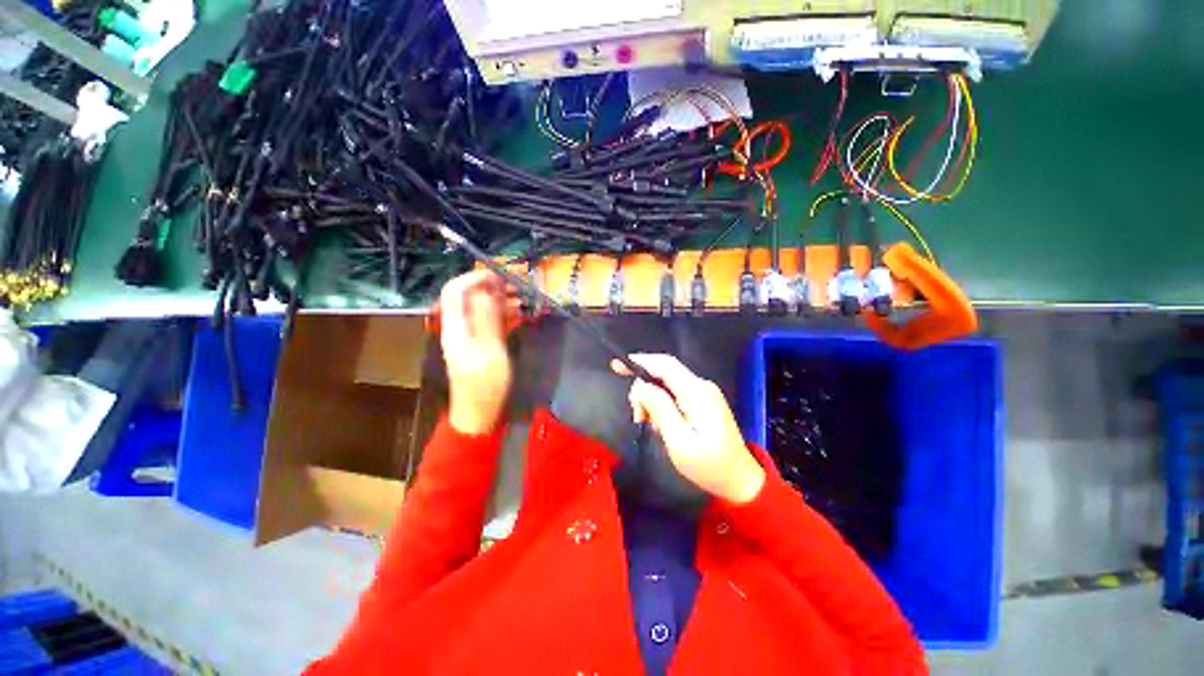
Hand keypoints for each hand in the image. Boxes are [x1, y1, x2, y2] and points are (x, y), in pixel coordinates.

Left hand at [439, 271, 512, 434]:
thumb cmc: (485, 385)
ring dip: (502, 301)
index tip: (501, 277)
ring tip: (525, 301)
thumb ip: (487, 319)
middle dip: (494, 288)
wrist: (478, 412)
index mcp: (455, 327)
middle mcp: (459, 327)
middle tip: (520, 289)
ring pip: (482, 309)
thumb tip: (486, 289)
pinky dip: (504, 315)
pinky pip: (489, 322)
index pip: (455, 290)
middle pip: (470, 297)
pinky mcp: (480, 344)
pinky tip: (522, 315)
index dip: (475, 278)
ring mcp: (469, 336)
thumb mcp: (490, 351)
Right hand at [611, 354, 765, 503]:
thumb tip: (640, 386)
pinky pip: (674, 394)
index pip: (665, 365)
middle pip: (664, 373)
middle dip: (644, 389)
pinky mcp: (702, 402)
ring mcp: (703, 393)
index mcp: (697, 392)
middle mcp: (701, 386)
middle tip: (638, 417)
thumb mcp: (679, 441)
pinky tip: (659, 423)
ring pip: (667, 384)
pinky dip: (661, 405)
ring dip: (651, 400)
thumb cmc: (708, 465)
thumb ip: (659, 409)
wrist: (739, 480)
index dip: (641, 361)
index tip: (618, 365)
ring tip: (648, 424)